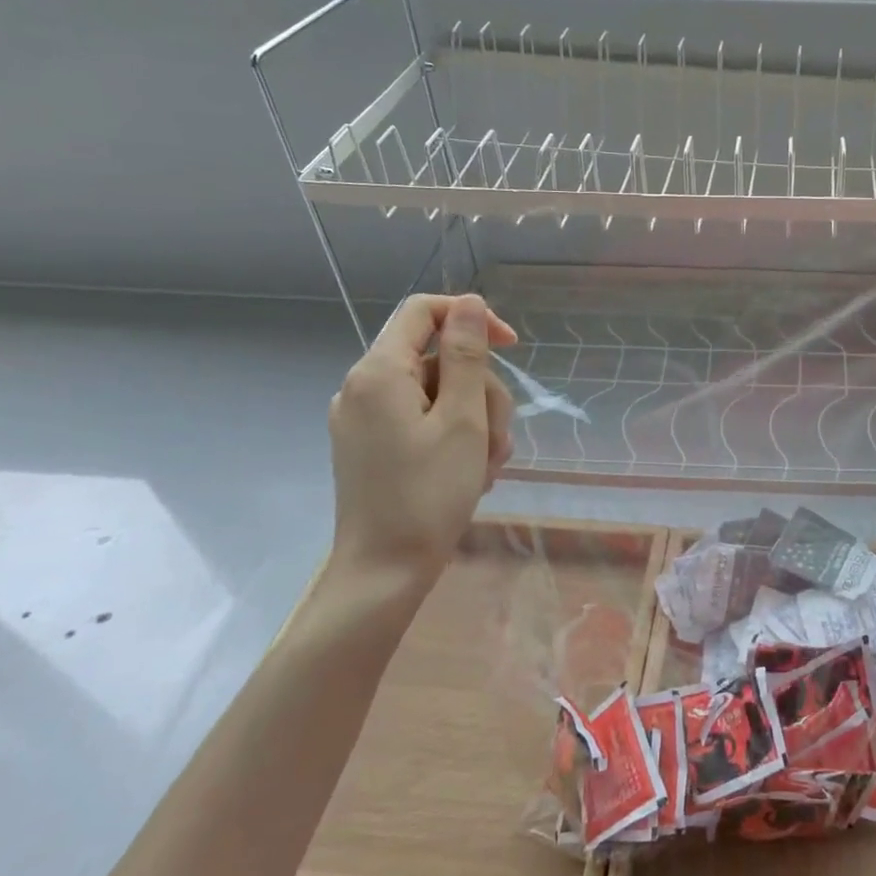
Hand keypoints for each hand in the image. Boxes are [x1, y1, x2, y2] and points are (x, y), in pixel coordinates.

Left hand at [326, 293, 517, 595]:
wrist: (384, 571)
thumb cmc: (429, 494)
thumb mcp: (462, 419)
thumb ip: (466, 355)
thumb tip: (469, 303)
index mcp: (378, 372)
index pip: (424, 311)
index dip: (472, 318)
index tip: (512, 347)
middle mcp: (363, 387)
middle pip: (438, 360)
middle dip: (480, 392)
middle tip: (497, 439)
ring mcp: (364, 419)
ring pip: (438, 395)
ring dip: (475, 423)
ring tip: (487, 467)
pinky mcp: (371, 446)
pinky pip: (422, 422)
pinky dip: (453, 439)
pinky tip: (471, 474)